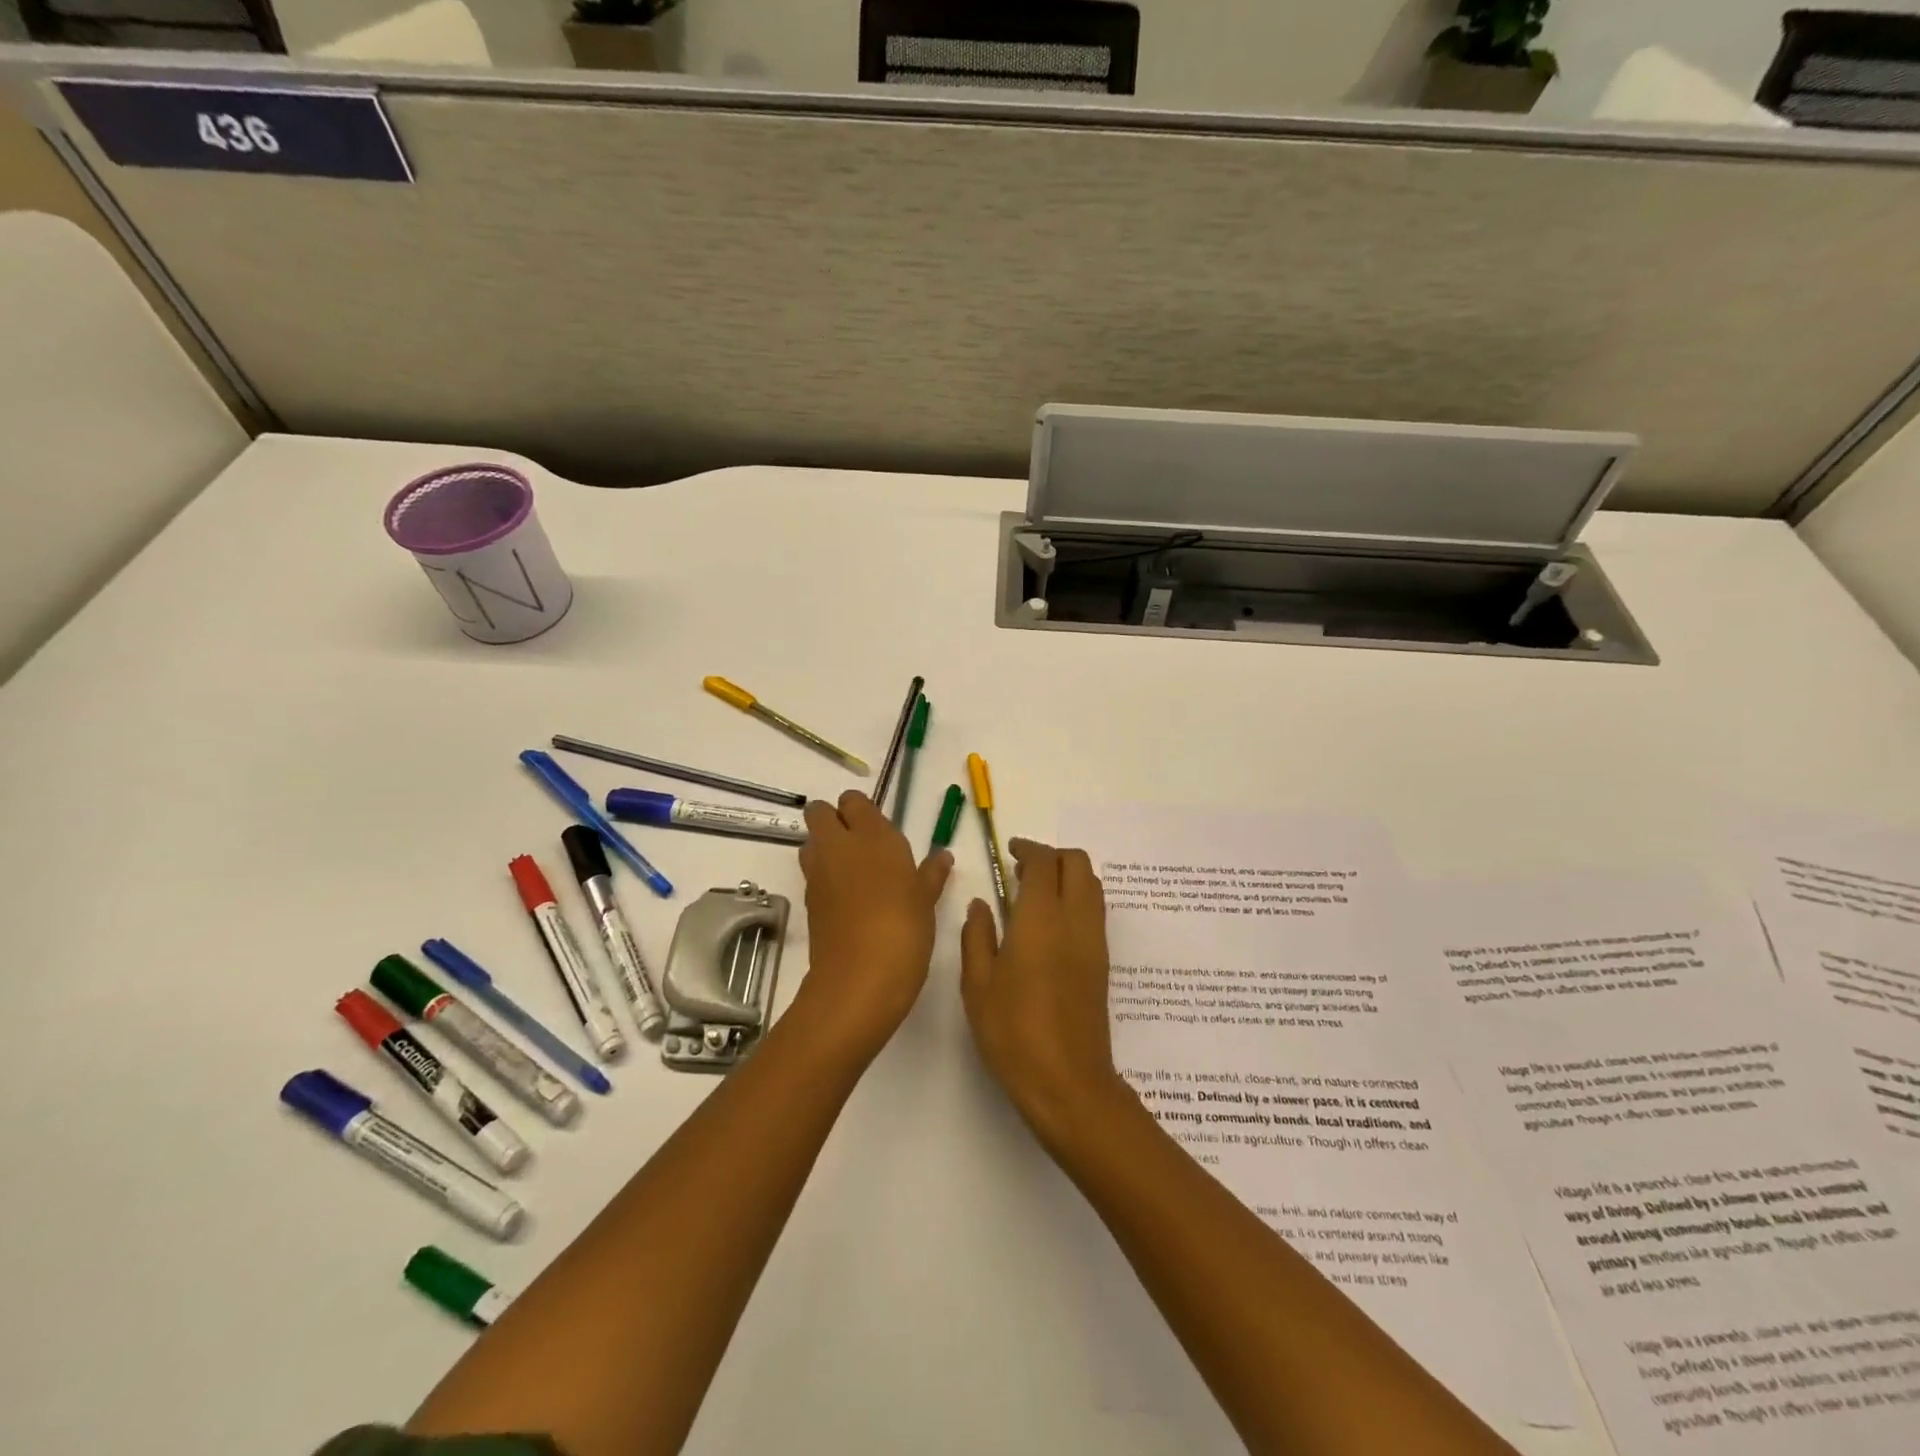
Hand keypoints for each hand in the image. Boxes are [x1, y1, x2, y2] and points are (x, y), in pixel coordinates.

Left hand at [794, 791, 952, 1058]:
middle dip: (833, 820)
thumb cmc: (904, 930)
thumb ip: (931, 873)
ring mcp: (818, 873)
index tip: (877, 828)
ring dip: (825, 848)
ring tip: (853, 871)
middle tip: (859, 843)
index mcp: (872, 835)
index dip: (861, 810)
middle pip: (820, 813)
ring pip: (811, 842)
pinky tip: (848, 900)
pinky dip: (824, 878)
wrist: (859, 980)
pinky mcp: (808, 901)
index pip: (853, 800)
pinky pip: (812, 875)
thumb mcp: (926, 900)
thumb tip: (942, 856)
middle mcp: (839, 845)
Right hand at [960, 839, 1132, 1147]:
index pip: (1044, 862)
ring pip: (1093, 885)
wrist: (1068, 1082)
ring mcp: (1095, 941)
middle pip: (1078, 863)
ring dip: (1068, 876)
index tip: (1009, 851)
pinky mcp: (1103, 962)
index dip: (1027, 848)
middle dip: (1052, 856)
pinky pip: (1095, 911)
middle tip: (1022, 869)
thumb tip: (982, 904)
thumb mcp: (978, 984)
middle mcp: (1076, 920)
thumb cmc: (1013, 1032)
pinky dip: (1077, 898)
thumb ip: (977, 936)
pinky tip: (1050, 925)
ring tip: (1035, 894)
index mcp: (1041, 918)